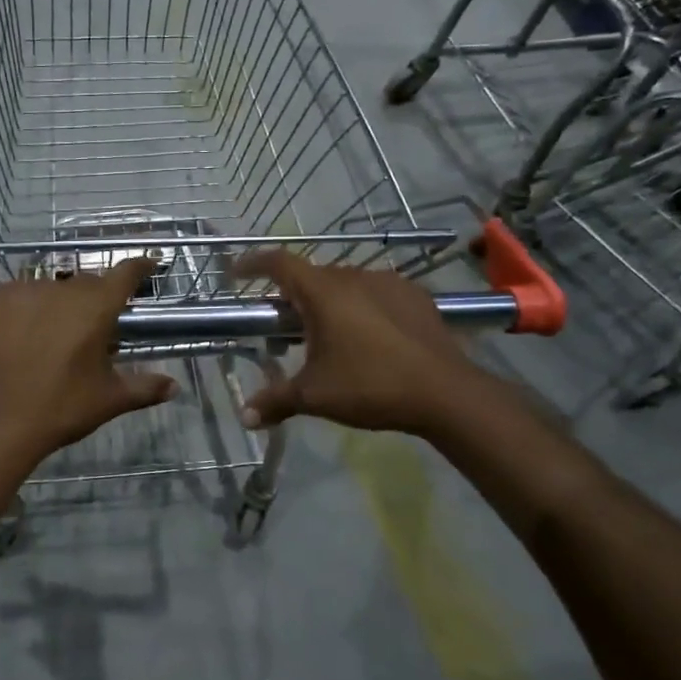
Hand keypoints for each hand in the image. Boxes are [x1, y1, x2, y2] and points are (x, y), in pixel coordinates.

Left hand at [0, 259, 176, 470]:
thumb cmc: (61, 408)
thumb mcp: (110, 399)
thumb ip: (145, 387)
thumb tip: (174, 386)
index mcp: (96, 307)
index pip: (125, 273)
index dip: (139, 267)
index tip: (149, 264)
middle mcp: (62, 289)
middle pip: (88, 283)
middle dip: (96, 299)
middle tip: (97, 327)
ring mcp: (25, 291)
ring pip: (52, 289)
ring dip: (61, 304)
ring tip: (56, 335)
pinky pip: (21, 294)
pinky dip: (29, 307)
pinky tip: (25, 332)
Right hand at [234, 251, 470, 436]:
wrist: (445, 393)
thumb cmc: (370, 386)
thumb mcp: (315, 396)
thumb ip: (275, 401)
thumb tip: (245, 417)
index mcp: (322, 292)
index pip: (278, 263)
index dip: (252, 263)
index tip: (235, 272)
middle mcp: (352, 276)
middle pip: (311, 276)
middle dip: (291, 295)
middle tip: (282, 325)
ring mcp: (388, 282)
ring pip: (344, 284)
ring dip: (328, 301)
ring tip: (326, 334)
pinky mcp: (414, 296)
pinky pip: (375, 293)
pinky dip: (361, 307)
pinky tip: (367, 336)